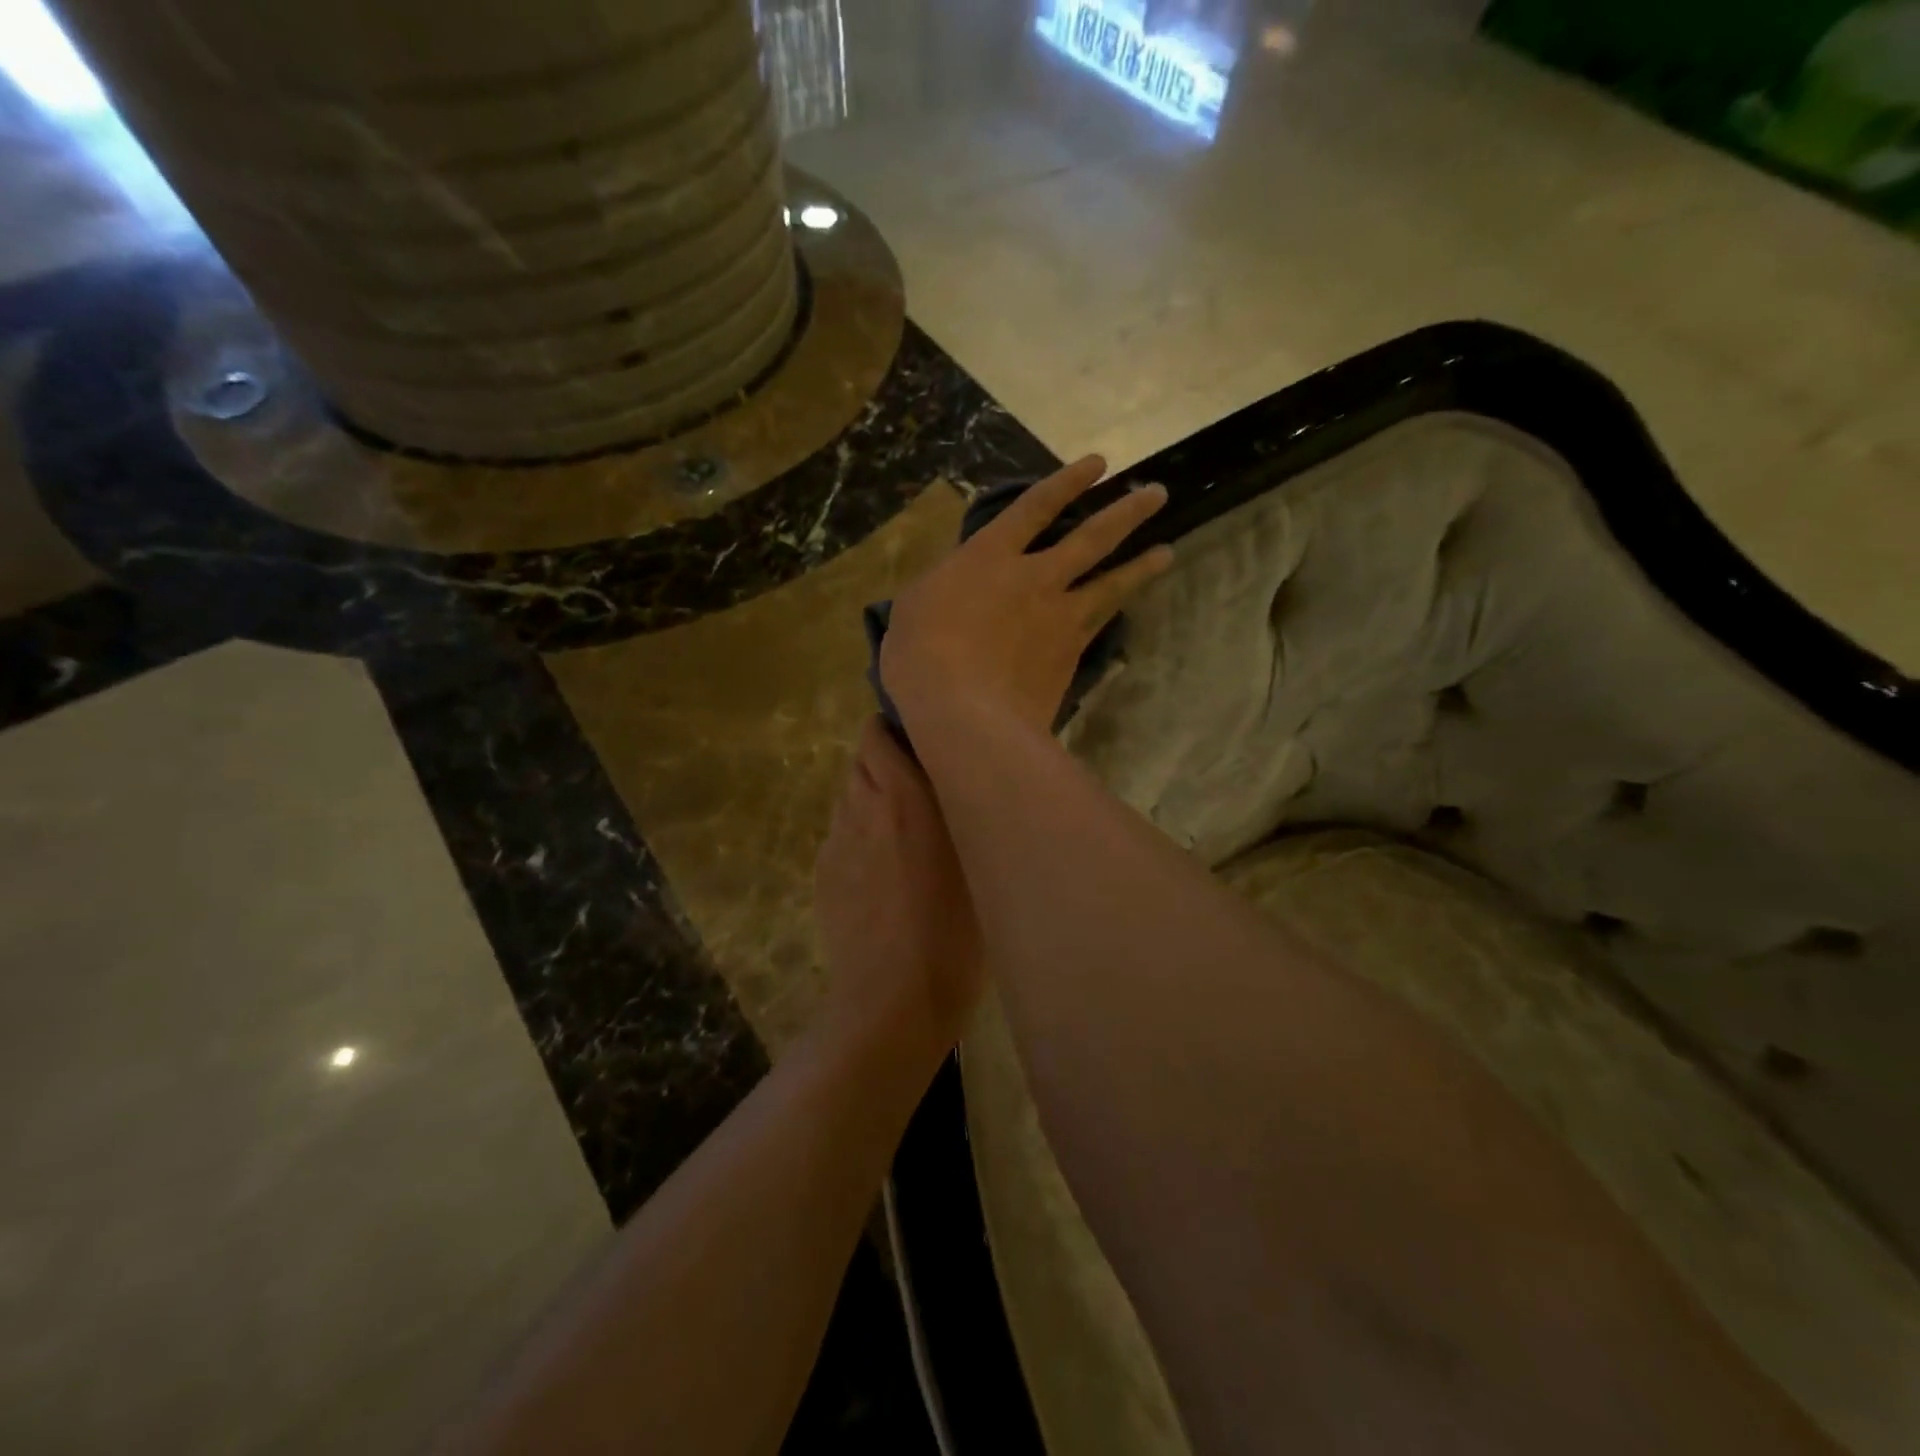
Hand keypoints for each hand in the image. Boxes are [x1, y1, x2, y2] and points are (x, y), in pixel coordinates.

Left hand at [815, 717, 984, 1058]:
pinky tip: (883, 878)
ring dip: (873, 804)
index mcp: (902, 793)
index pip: (877, 732)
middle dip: (886, 766)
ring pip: (850, 800)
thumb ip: (960, 806)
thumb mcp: (977, 857)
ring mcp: (835, 842)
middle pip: (861, 763)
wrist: (895, 998)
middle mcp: (860, 806)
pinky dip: (860, 841)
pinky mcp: (822, 874)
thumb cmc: (955, 928)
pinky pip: (841, 837)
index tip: (924, 746)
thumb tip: (955, 778)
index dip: (895, 732)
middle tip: (922, 794)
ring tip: (904, 840)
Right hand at [881, 455, 1173, 732]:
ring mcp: (1059, 618)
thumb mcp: (914, 608)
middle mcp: (1034, 578)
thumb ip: (943, 587)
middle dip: (1126, 512)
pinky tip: (1126, 610)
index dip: (1067, 483)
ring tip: (1167, 552)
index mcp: (989, 556)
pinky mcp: (1070, 656)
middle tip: (1157, 495)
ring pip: (1110, 583)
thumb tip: (953, 585)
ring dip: (1141, 565)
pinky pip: (1099, 626)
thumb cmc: (921, 655)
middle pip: (1091, 538)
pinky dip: (1115, 613)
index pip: (1035, 507)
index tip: (1098, 464)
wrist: (964, 712)